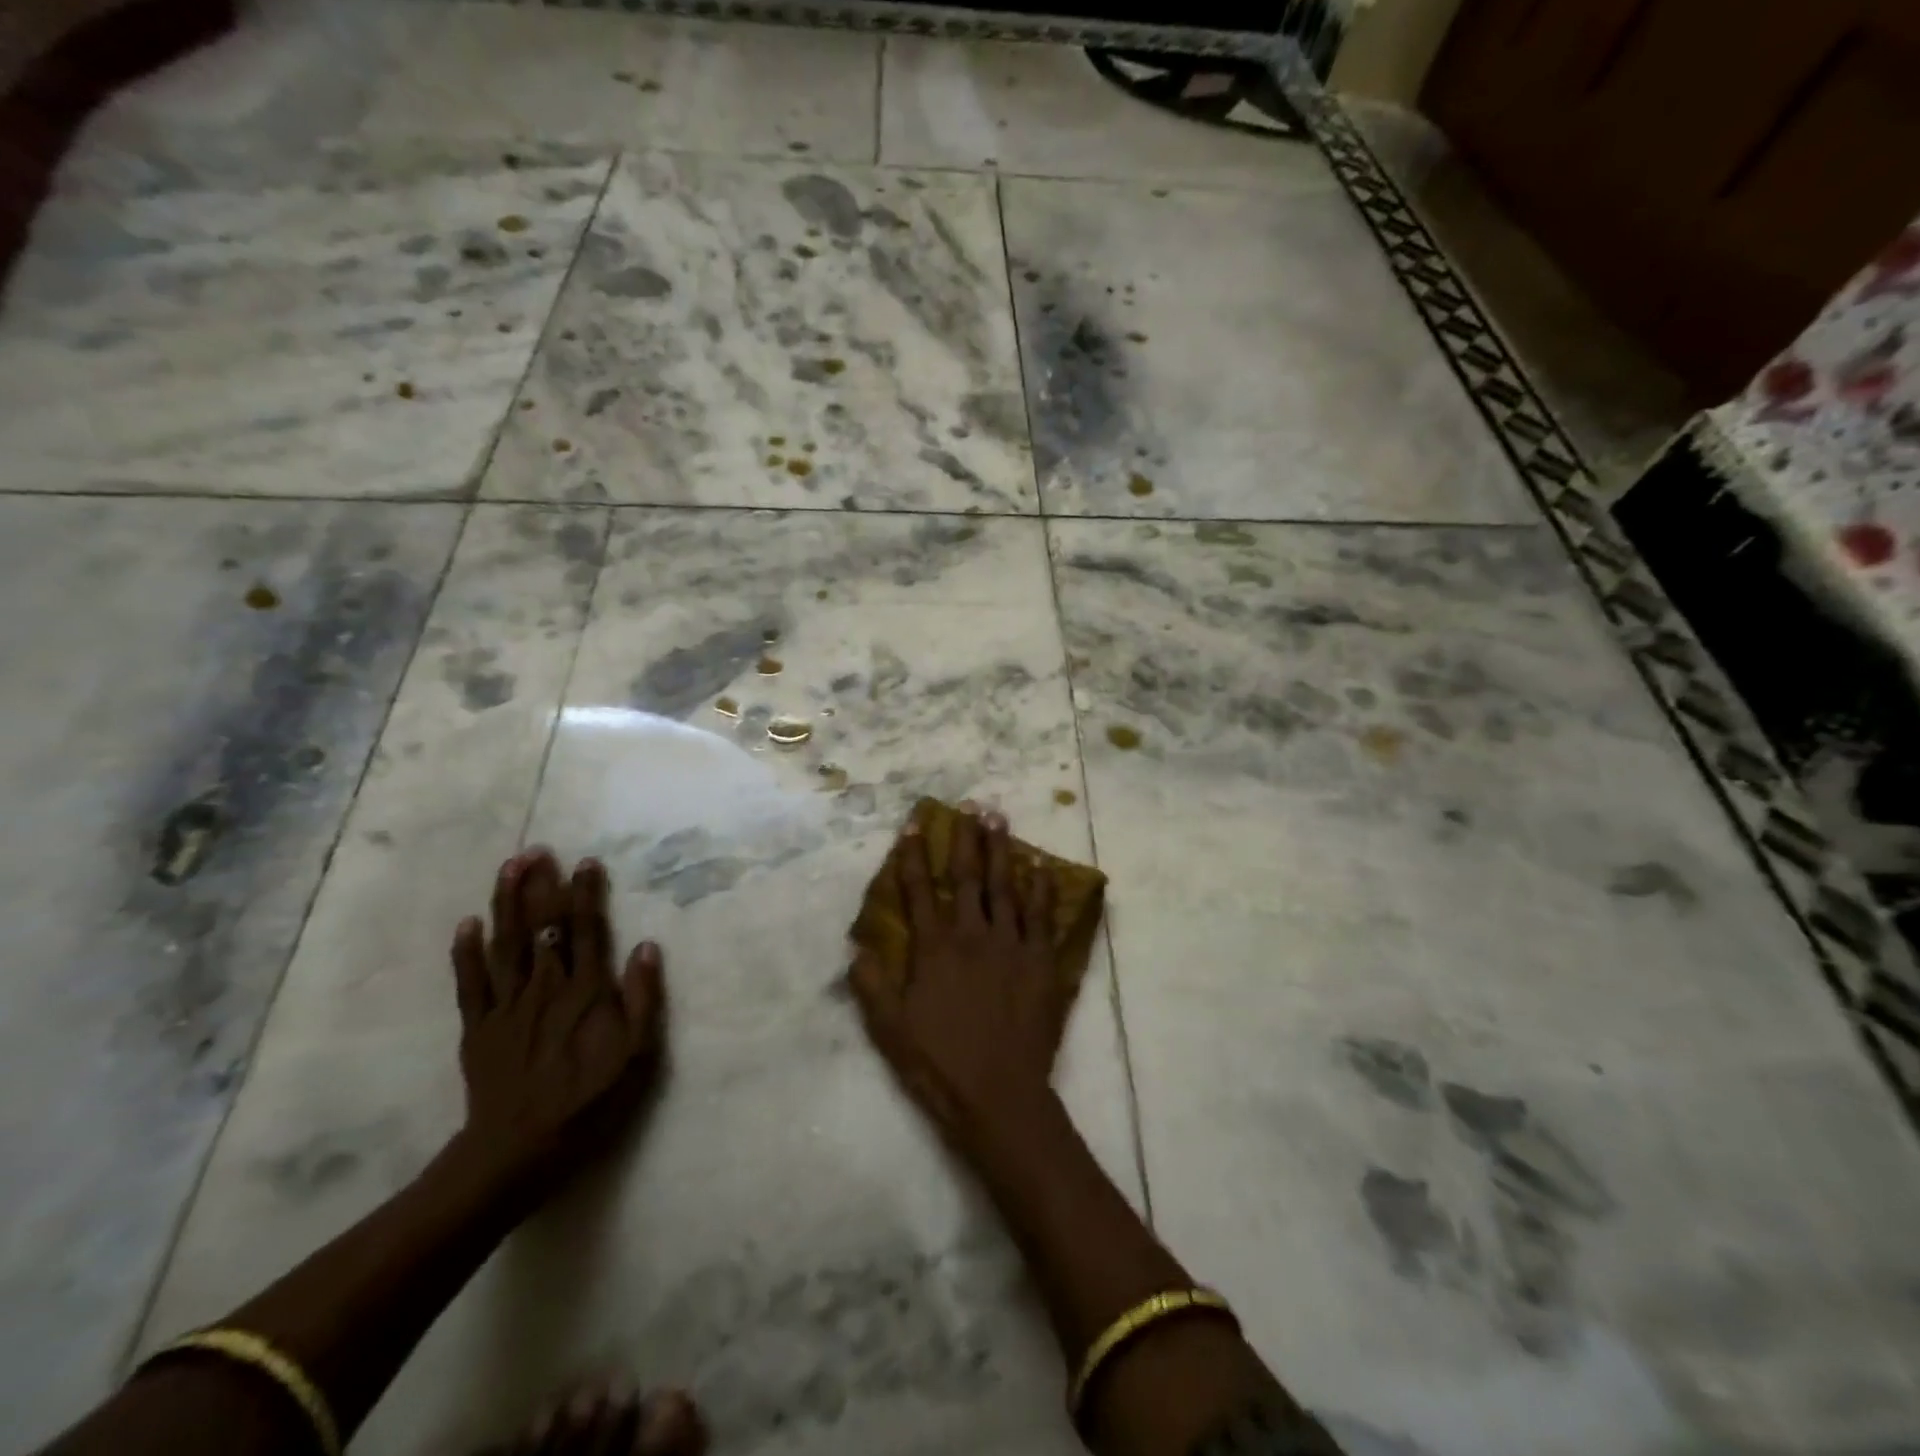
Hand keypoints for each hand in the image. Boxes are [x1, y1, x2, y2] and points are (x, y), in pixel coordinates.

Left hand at [449, 848, 665, 1196]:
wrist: (517, 1151)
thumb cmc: (588, 1102)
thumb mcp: (636, 1057)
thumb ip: (643, 999)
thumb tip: (645, 947)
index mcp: (585, 992)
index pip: (585, 931)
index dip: (586, 894)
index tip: (586, 862)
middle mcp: (544, 988)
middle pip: (541, 927)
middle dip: (541, 886)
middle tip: (538, 850)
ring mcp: (506, 1006)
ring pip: (506, 944)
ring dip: (506, 903)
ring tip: (509, 868)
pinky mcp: (477, 1028)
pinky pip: (470, 983)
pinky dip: (466, 952)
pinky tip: (467, 923)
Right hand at [850, 807, 1064, 1156]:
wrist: (999, 1096)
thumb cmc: (940, 1064)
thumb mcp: (891, 1030)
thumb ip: (872, 986)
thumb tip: (857, 949)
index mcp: (935, 950)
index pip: (919, 892)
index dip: (914, 856)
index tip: (915, 825)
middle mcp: (973, 936)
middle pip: (967, 878)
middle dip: (967, 839)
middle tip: (971, 806)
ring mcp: (1010, 947)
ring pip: (1006, 888)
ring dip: (1002, 852)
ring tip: (1001, 820)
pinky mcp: (1040, 963)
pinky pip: (1041, 917)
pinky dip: (1040, 890)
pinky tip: (1040, 867)